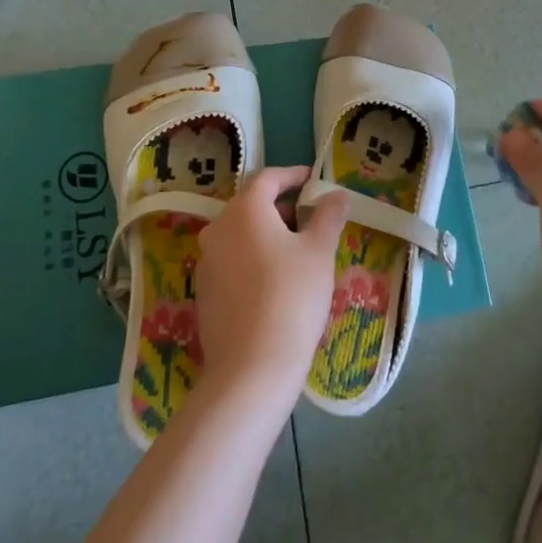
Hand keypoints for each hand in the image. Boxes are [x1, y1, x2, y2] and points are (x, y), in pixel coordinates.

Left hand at [194, 166, 349, 400]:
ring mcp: (206, 263)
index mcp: (244, 211)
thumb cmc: (292, 296)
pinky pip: (232, 261)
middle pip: (251, 206)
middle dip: (282, 207)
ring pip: (241, 235)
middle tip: (311, 218)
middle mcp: (218, 230)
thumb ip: (329, 216)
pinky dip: (254, 258)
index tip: (313, 179)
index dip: (292, 175)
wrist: (252, 367)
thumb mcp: (320, 251)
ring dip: (268, 234)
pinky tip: (276, 281)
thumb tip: (336, 194)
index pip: (267, 179)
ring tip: (298, 250)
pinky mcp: (204, 293)